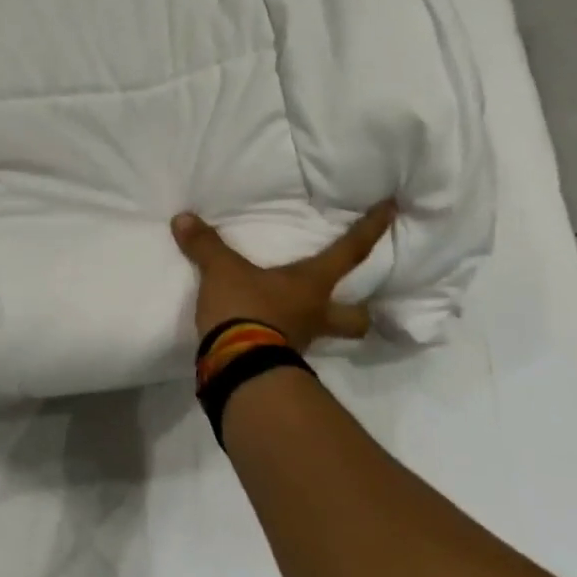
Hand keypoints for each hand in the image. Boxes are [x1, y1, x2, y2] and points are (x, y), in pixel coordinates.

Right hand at [171, 200, 396, 348]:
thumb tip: (183, 219)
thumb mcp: (222, 271)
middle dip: (360, 309)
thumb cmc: (245, 309)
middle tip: (356, 301)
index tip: (393, 209)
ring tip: (306, 316)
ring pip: (328, 335)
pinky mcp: (280, 361)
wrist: (237, 367)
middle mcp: (316, 313)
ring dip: (323, 326)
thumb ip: (206, 245)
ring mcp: (301, 342)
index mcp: (311, 284)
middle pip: (356, 317)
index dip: (372, 228)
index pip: (350, 251)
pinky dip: (285, 338)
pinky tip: (271, 331)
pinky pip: (291, 347)